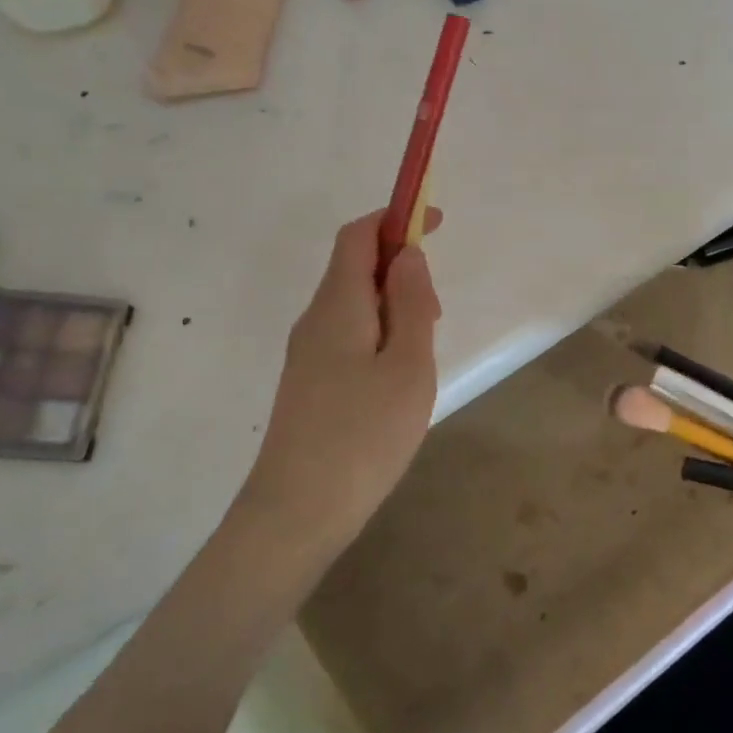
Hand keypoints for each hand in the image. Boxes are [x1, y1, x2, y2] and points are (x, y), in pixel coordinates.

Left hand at [237, 210, 442, 550]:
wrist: (297, 513)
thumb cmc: (363, 435)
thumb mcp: (408, 365)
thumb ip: (411, 304)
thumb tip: (408, 255)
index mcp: (338, 305)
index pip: (358, 236)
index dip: (395, 218)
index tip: (434, 222)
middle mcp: (315, 319)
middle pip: (355, 267)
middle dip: (401, 270)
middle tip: (436, 316)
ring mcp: (307, 353)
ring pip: (355, 304)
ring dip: (394, 305)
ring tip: (423, 352)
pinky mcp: (310, 382)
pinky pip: (348, 334)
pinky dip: (380, 332)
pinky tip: (398, 378)